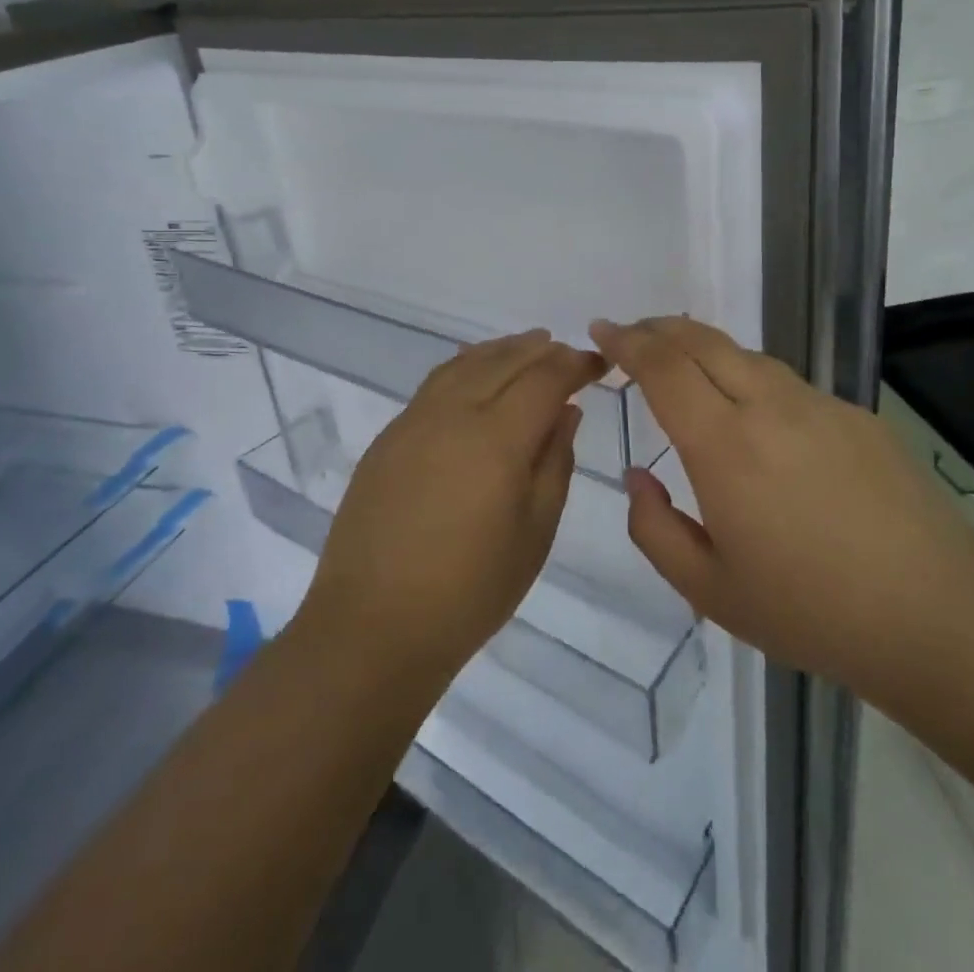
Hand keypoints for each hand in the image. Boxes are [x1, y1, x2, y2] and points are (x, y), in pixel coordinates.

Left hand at [297, 330, 605, 689]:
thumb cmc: (470, 590)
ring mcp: (414, 421)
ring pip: (465, 363)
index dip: (575, 364)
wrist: (374, 625)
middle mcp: (453, 413)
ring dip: (502, 350)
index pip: (545, 378)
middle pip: (505, 361)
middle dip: (542, 351)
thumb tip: (565, 412)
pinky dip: (466, 366)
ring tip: (528, 347)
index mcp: (496, 437)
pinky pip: (436, 383)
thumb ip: (555, 462)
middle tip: (568, 354)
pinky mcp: (389, 437)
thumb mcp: (535, 532)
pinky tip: (475, 374)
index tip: (598, 365)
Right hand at [591, 317, 973, 697]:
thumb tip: (639, 475)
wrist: (937, 617)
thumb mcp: (709, 589)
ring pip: (747, 356)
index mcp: (725, 446)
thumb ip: (654, 528)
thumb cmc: (812, 612)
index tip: (602, 331)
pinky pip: (788, 384)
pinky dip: (751, 379)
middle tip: (631, 334)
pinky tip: (756, 416)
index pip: (663, 368)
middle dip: (659, 329)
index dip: (627, 342)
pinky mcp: (857, 416)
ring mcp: (820, 406)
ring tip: (683, 364)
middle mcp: (770, 407)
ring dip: (704, 348)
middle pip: (703, 341)